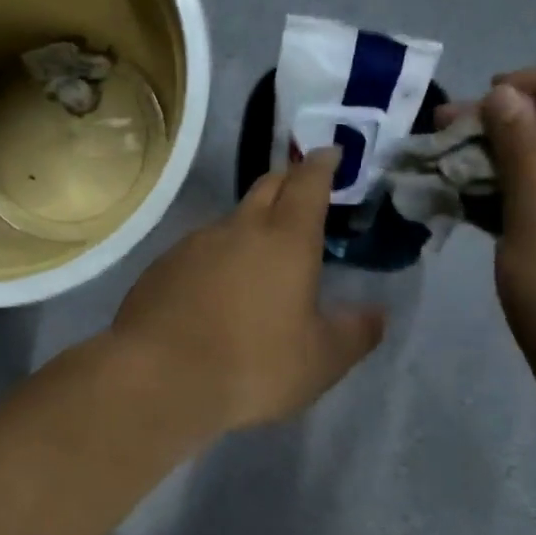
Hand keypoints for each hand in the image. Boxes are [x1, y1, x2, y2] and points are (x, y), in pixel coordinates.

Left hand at [110, 148, 387, 433]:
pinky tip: (212, 292)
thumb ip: (354, 333)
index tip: (329, 154)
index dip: (321, 165)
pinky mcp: (160, 268)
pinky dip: (214, 259)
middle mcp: (238, 229)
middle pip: (267, 188)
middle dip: (287, 183)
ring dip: (248, 227)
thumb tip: (376, 314)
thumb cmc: (252, 366)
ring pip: (229, 222)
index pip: (308, 183)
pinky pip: (196, 252)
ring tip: (257, 258)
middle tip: (300, 193)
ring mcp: (193, 245)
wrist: (159, 379)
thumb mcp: (320, 361)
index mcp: (286, 240)